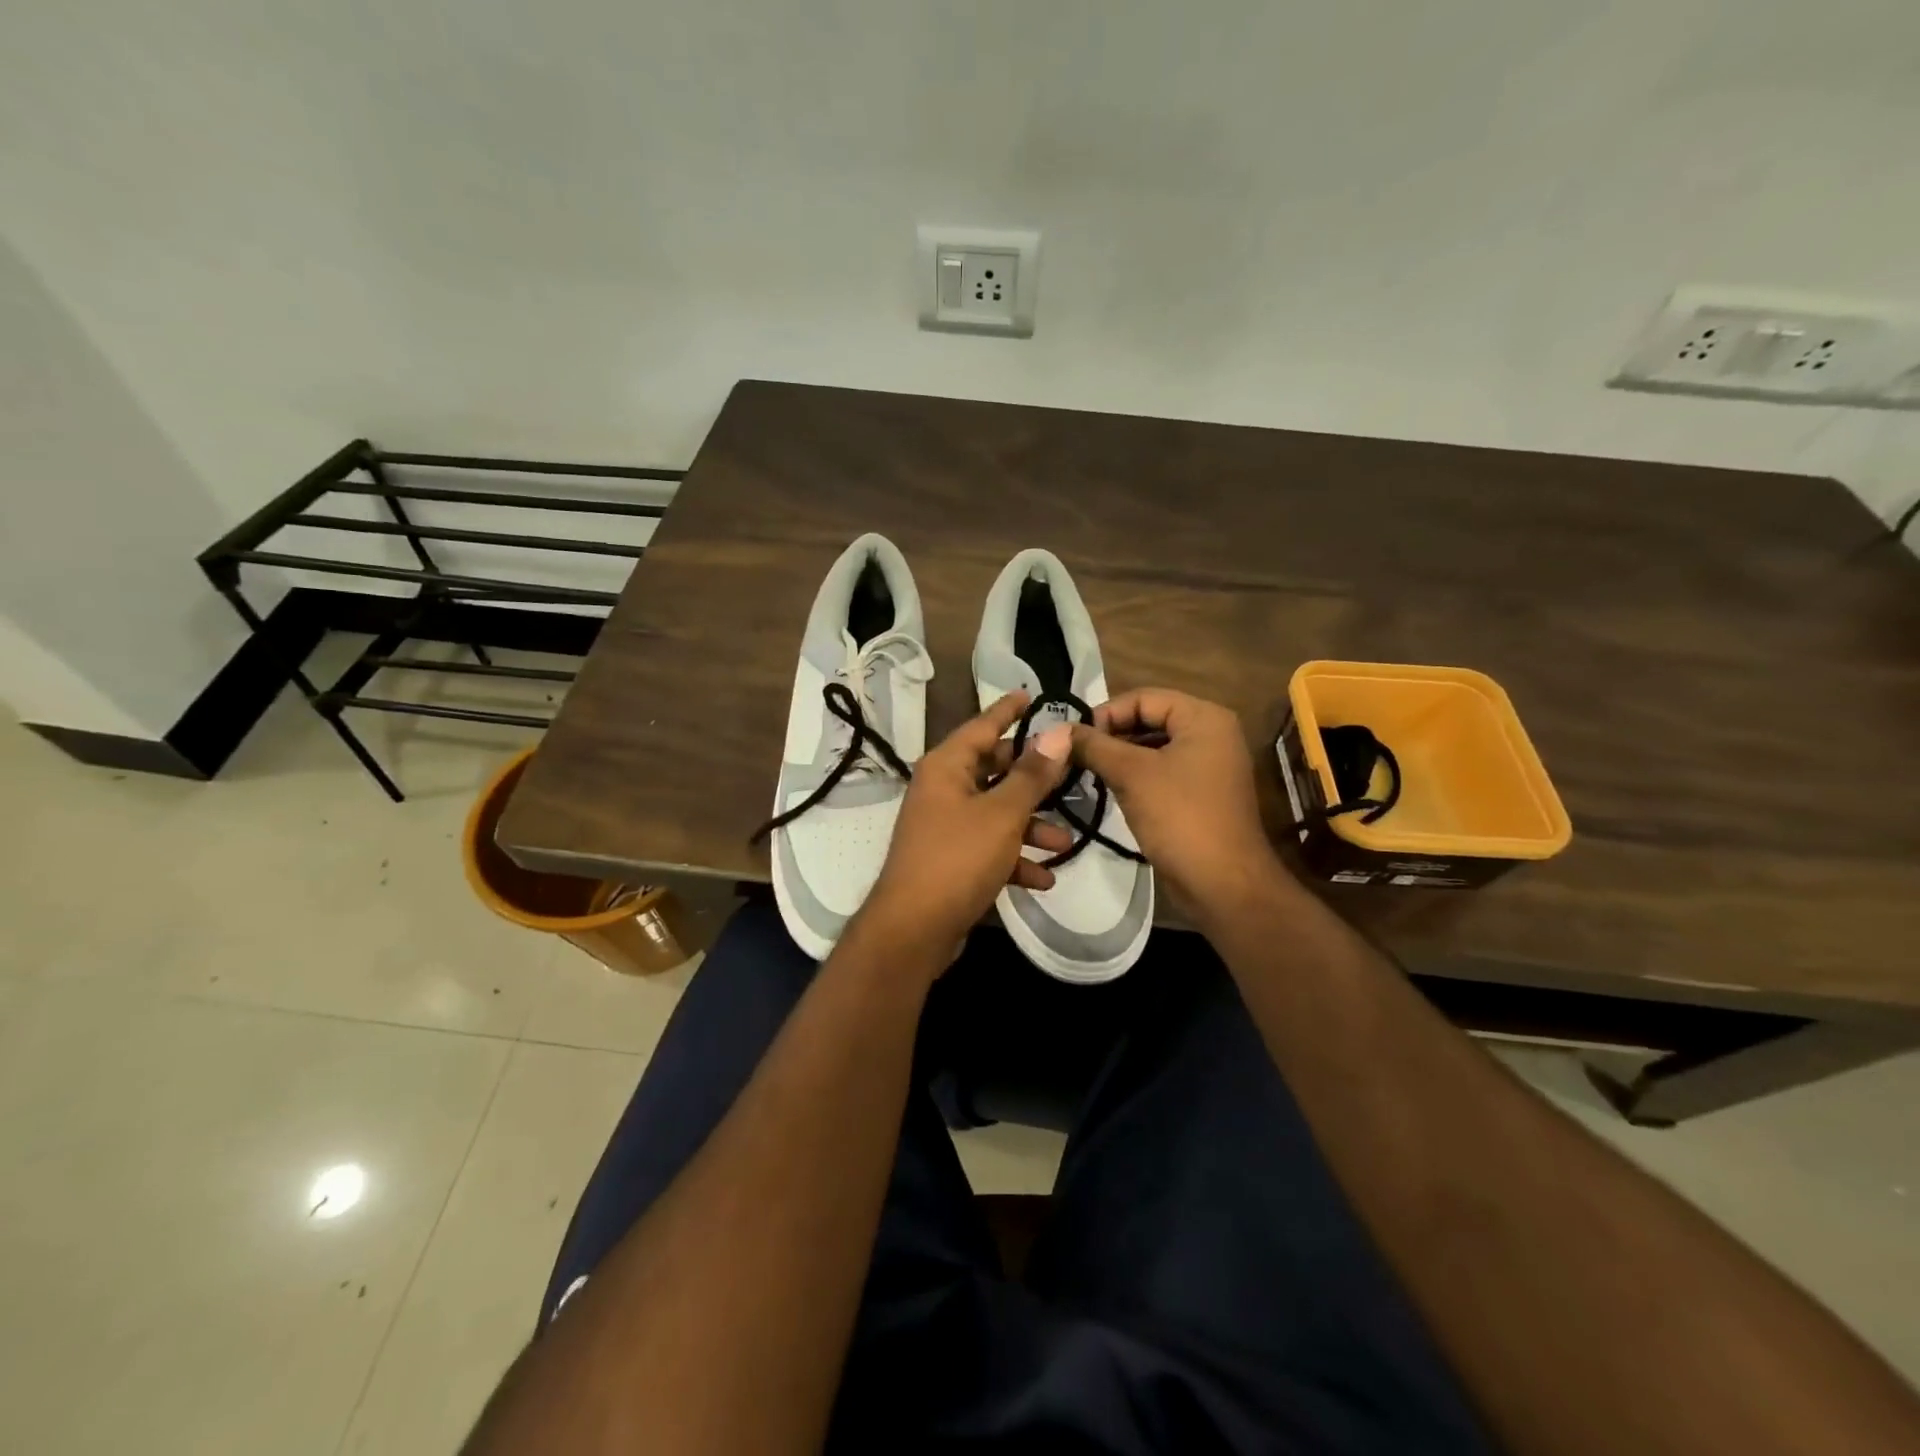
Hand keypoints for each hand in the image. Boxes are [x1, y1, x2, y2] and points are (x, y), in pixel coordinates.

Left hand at [859, 692, 1073, 960]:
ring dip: (1030, 827)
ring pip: (996, 813)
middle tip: (1069, 774)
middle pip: (993, 770)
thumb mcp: (1003, 814)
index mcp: (946, 767)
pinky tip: (1042, 879)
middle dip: (1033, 779)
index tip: (1031, 694)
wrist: (913, 930)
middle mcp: (942, 789)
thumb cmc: (957, 859)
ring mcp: (944, 826)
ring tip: (1064, 843)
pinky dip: (1013, 858)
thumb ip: (1032, 774)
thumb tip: (1057, 732)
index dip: (1008, 710)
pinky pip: (988, 848)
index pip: (982, 726)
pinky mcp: (950, 860)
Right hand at [1071, 688, 1282, 917]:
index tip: (1073, 738)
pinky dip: (1135, 776)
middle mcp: (1211, 734)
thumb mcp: (1131, 774)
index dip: (1105, 713)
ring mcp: (1209, 765)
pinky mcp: (1201, 794)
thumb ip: (1094, 746)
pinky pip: (1161, 772)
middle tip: (1074, 755)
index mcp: (1204, 717)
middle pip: (1149, 719)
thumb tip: (1057, 731)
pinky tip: (1108, 790)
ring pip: (1153, 748)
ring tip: (1086, 771)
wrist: (1223, 884)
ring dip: (1119, 757)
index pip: (1143, 697)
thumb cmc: (1180, 817)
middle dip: (1110, 735)